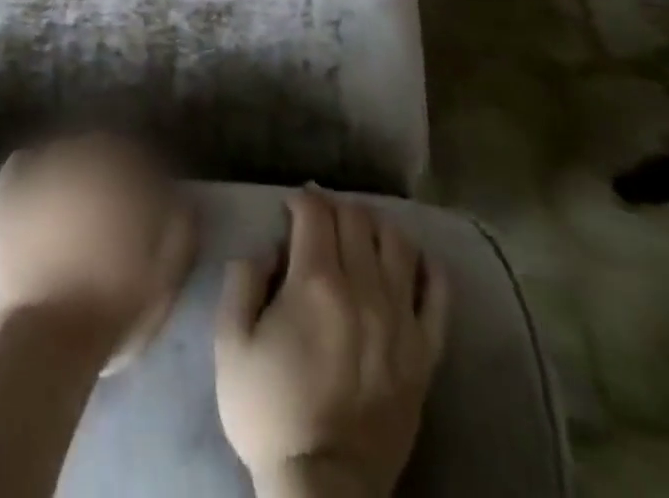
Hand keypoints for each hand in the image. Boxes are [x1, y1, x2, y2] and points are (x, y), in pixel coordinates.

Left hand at [0, 134, 196, 373]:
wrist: (44, 341)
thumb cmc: (111, 310)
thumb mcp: (165, 277)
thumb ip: (181, 230)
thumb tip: (183, 199)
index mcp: (124, 175)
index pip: (142, 156)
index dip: (148, 178)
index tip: (151, 201)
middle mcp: (85, 159)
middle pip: (104, 148)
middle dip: (113, 169)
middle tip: (114, 204)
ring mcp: (44, 171)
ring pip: (67, 151)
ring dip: (77, 167)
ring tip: (77, 200)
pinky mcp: (11, 191)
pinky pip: (25, 162)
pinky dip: (36, 170)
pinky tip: (42, 191)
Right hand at [214, 189, 449, 497]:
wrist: (323, 491)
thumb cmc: (270, 413)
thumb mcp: (230, 344)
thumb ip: (241, 281)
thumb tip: (267, 248)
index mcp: (315, 283)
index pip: (315, 212)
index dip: (302, 199)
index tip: (291, 205)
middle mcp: (364, 289)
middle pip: (357, 219)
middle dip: (335, 207)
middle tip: (320, 218)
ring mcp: (401, 319)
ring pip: (398, 242)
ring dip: (377, 226)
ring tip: (361, 235)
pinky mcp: (426, 352)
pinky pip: (439, 292)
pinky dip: (426, 266)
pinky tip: (409, 262)